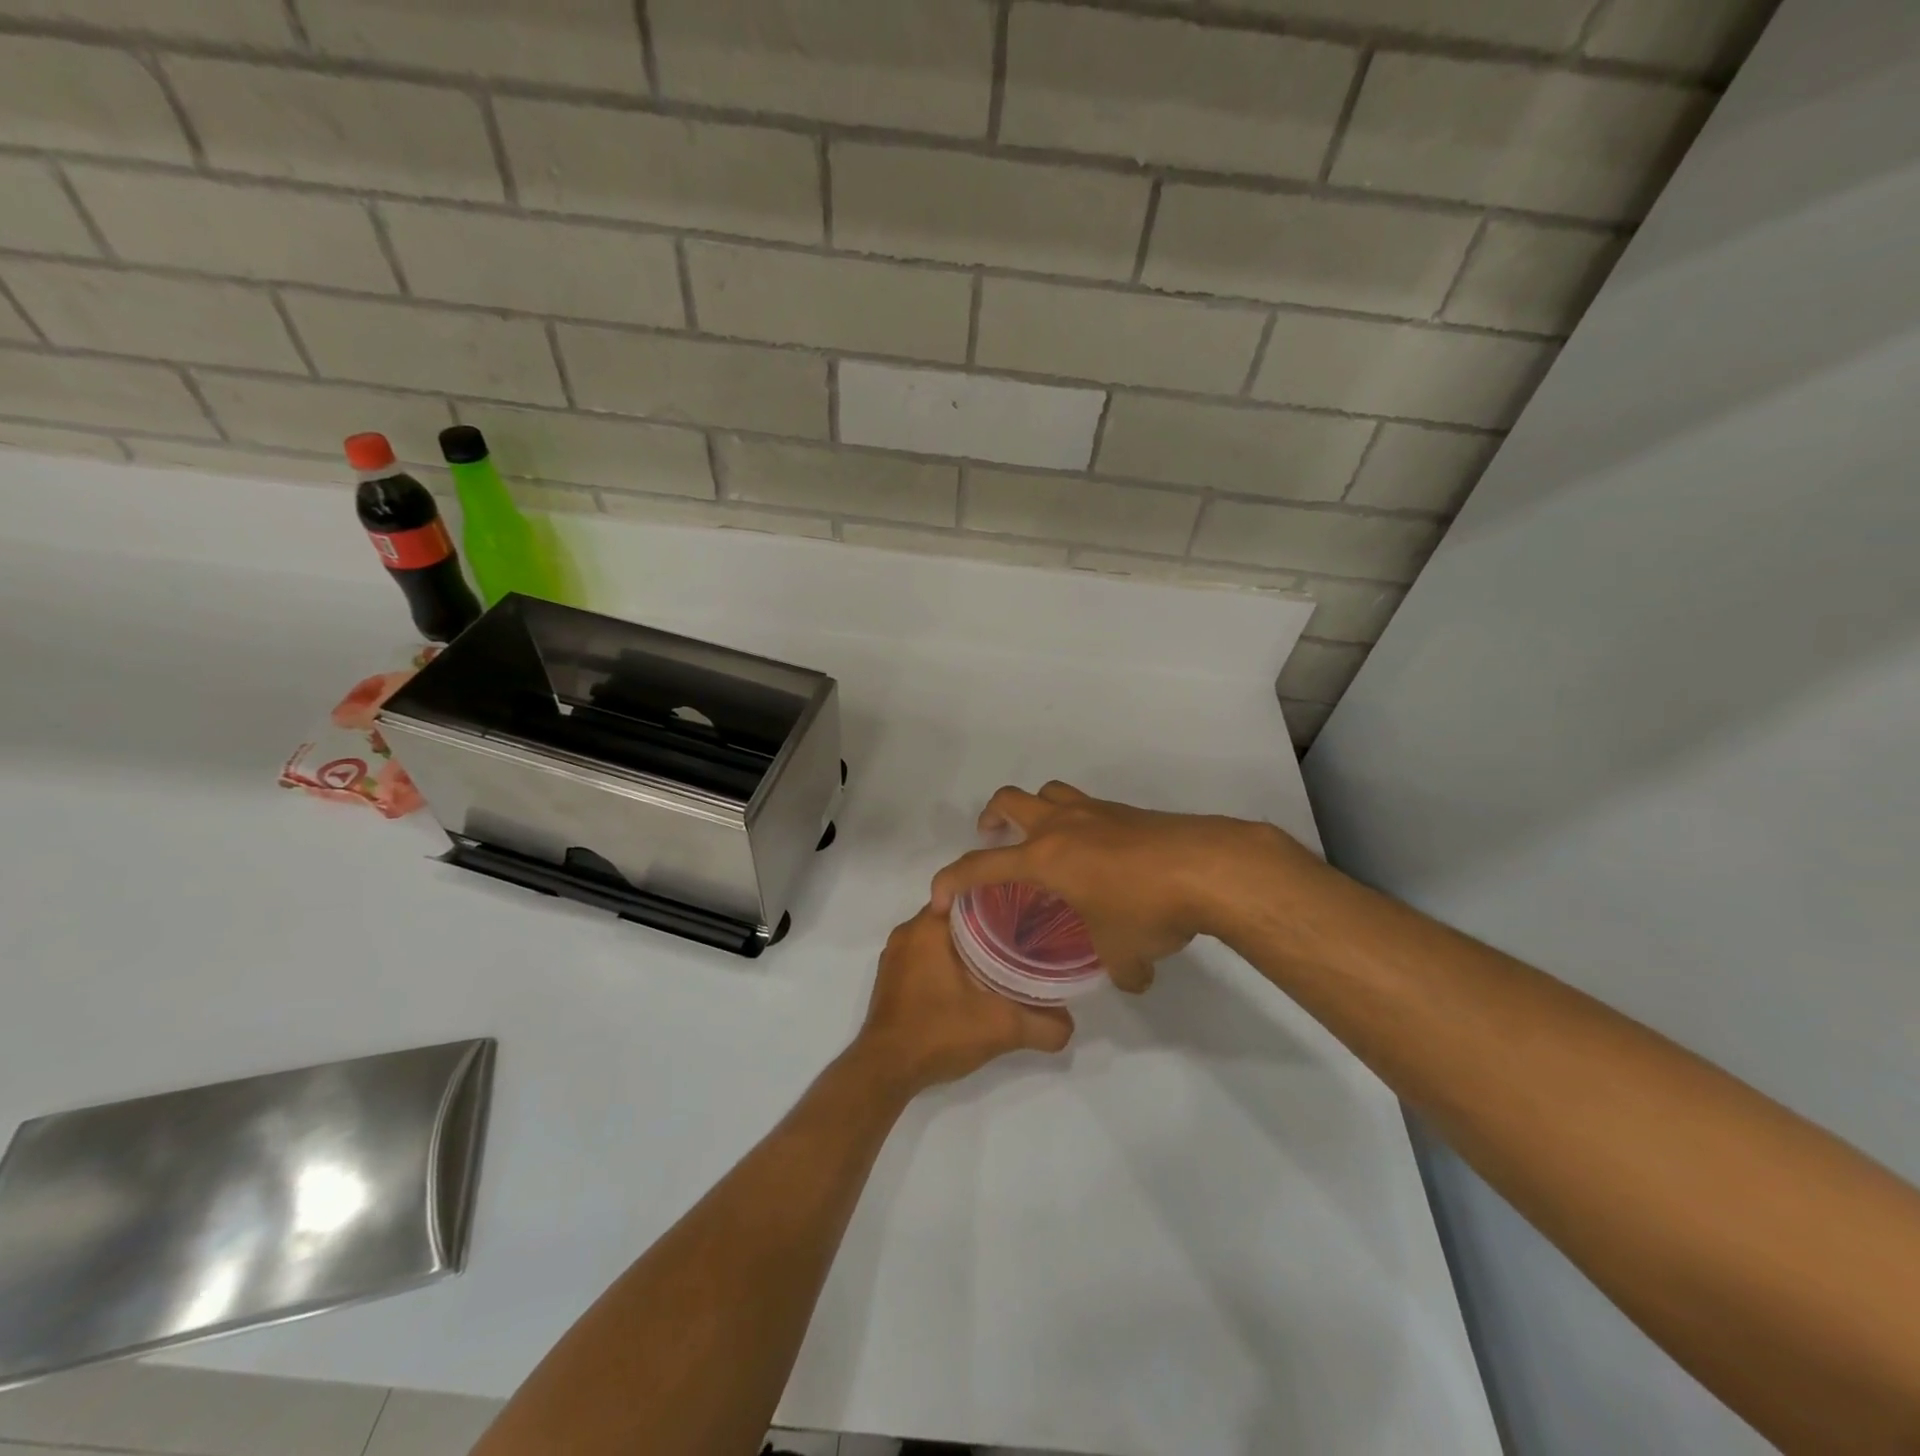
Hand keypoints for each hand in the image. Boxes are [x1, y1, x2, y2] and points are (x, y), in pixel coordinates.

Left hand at [852, 906, 1073, 1096]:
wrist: (885, 1071)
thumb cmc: (938, 1032)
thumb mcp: (1001, 1028)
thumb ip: (1042, 1025)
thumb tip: (1071, 1025)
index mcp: (929, 926)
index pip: (971, 893)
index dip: (1002, 899)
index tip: (1028, 911)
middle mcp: (908, 932)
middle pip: (957, 915)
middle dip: (988, 924)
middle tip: (1023, 938)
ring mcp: (896, 956)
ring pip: (941, 937)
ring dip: (968, 945)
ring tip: (1003, 958)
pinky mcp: (891, 978)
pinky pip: (926, 956)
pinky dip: (948, 962)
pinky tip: (972, 981)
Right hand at [930, 782, 1320, 992]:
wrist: (1208, 865)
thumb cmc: (1148, 908)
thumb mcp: (1125, 952)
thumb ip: (1119, 969)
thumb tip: (1131, 981)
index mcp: (1045, 858)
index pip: (982, 865)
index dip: (952, 879)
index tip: (939, 897)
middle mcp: (1063, 825)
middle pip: (1010, 800)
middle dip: (990, 817)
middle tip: (992, 838)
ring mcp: (1096, 812)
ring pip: (1049, 793)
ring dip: (1035, 809)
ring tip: (1043, 839)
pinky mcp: (1127, 811)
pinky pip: (1087, 807)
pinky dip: (1078, 822)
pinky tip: (1099, 854)